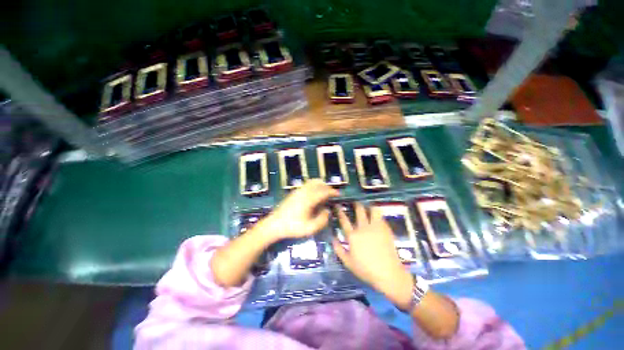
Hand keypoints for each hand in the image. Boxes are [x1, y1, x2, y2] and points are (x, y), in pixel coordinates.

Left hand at [263, 179, 338, 240]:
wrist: (274, 224)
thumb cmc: (292, 227)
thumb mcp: (310, 228)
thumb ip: (322, 220)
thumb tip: (327, 210)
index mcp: (309, 199)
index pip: (324, 192)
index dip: (332, 192)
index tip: (338, 194)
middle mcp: (304, 192)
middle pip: (318, 183)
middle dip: (327, 187)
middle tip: (332, 194)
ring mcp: (297, 191)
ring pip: (312, 182)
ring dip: (320, 185)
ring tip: (324, 193)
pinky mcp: (293, 192)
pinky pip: (306, 184)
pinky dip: (313, 186)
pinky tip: (314, 195)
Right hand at [333, 203, 413, 306]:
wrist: (388, 274)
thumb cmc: (366, 270)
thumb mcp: (348, 262)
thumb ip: (338, 249)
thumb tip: (332, 237)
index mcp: (353, 236)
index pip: (344, 219)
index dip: (339, 211)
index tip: (337, 205)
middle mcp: (363, 228)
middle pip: (359, 210)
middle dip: (356, 204)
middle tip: (354, 202)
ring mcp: (376, 227)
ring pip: (372, 210)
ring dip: (369, 206)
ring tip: (367, 206)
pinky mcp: (386, 229)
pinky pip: (381, 216)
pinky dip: (377, 214)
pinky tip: (376, 216)